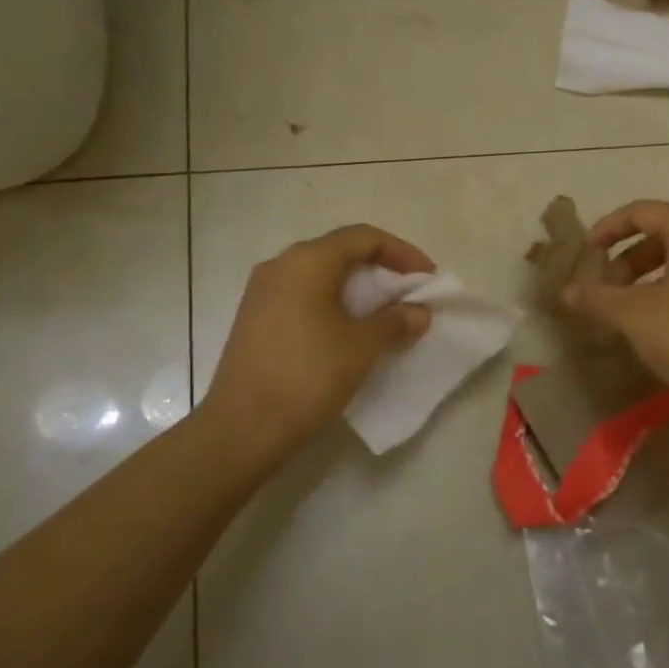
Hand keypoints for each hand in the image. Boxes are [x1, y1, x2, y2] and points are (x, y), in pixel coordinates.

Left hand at [203, 225, 435, 449]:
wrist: (241, 430)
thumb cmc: (307, 377)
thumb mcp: (362, 348)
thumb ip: (395, 322)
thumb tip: (418, 312)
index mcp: (308, 261)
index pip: (364, 237)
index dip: (402, 252)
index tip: (428, 278)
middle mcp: (281, 265)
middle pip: (340, 251)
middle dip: (380, 269)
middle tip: (409, 294)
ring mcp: (262, 292)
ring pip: (320, 275)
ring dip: (356, 289)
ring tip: (384, 313)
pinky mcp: (254, 318)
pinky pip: (303, 295)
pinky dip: (333, 303)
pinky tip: (347, 330)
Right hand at [563, 200, 668, 419]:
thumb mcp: (633, 315)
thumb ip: (596, 298)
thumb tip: (565, 292)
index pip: (644, 212)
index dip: (609, 227)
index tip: (587, 250)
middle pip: (667, 234)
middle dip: (629, 257)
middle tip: (607, 287)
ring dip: (651, 275)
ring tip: (630, 307)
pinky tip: (662, 322)